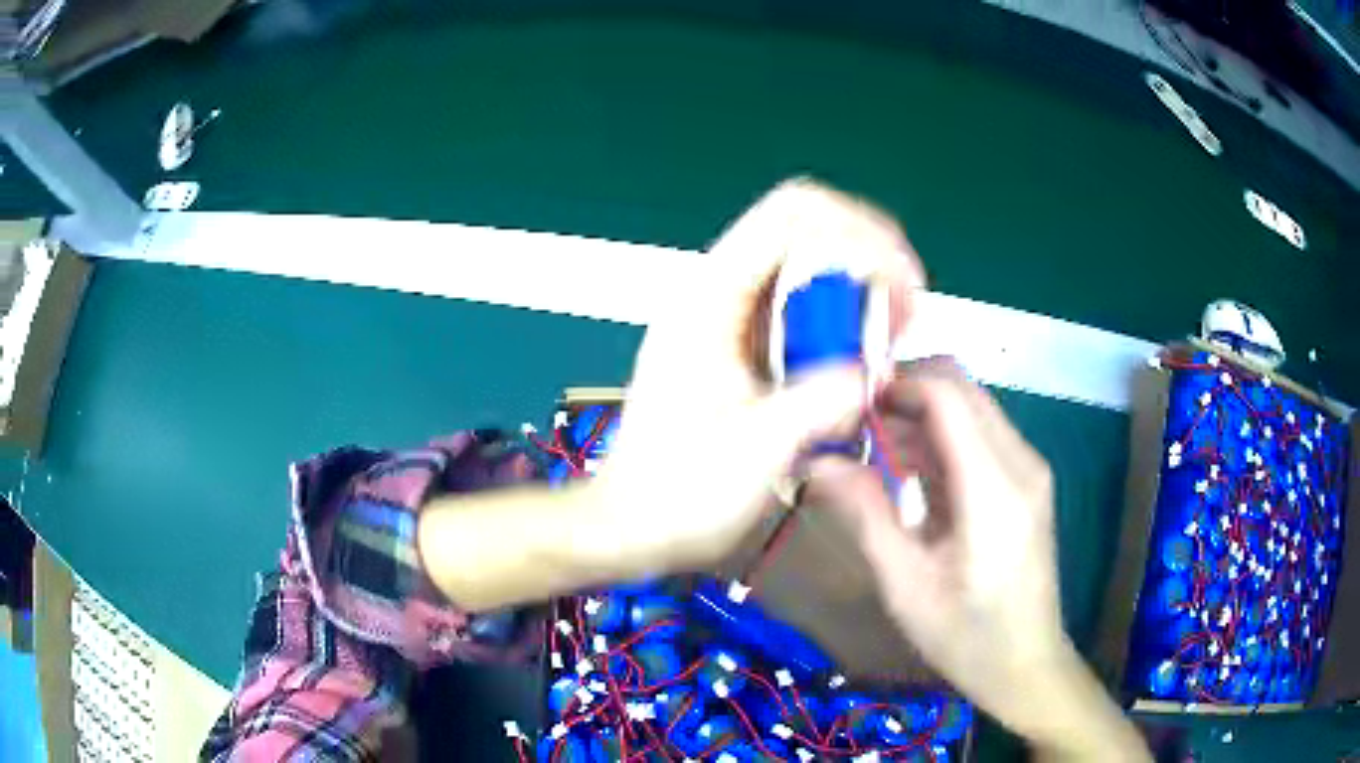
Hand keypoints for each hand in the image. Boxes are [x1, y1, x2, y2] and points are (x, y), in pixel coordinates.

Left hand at [590, 178, 923, 570]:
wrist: (633, 524)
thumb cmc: (677, 495)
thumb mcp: (755, 452)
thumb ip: (817, 402)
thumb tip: (868, 372)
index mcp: (708, 302)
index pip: (790, 218)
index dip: (859, 234)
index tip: (902, 287)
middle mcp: (715, 293)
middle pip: (804, 227)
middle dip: (865, 256)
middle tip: (899, 316)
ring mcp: (726, 316)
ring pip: (806, 263)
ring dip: (856, 289)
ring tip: (885, 341)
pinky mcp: (739, 343)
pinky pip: (800, 305)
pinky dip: (840, 320)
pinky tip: (856, 360)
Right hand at [803, 361, 1148, 760]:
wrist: (1026, 664)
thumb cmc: (965, 636)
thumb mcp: (906, 584)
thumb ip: (866, 514)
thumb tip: (819, 462)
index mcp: (993, 489)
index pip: (947, 395)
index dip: (896, 383)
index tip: (847, 403)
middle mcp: (1020, 463)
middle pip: (963, 389)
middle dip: (906, 392)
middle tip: (855, 425)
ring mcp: (1029, 469)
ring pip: (972, 406)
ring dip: (922, 414)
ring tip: (872, 449)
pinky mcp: (1027, 480)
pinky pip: (981, 434)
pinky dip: (941, 437)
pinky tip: (909, 472)